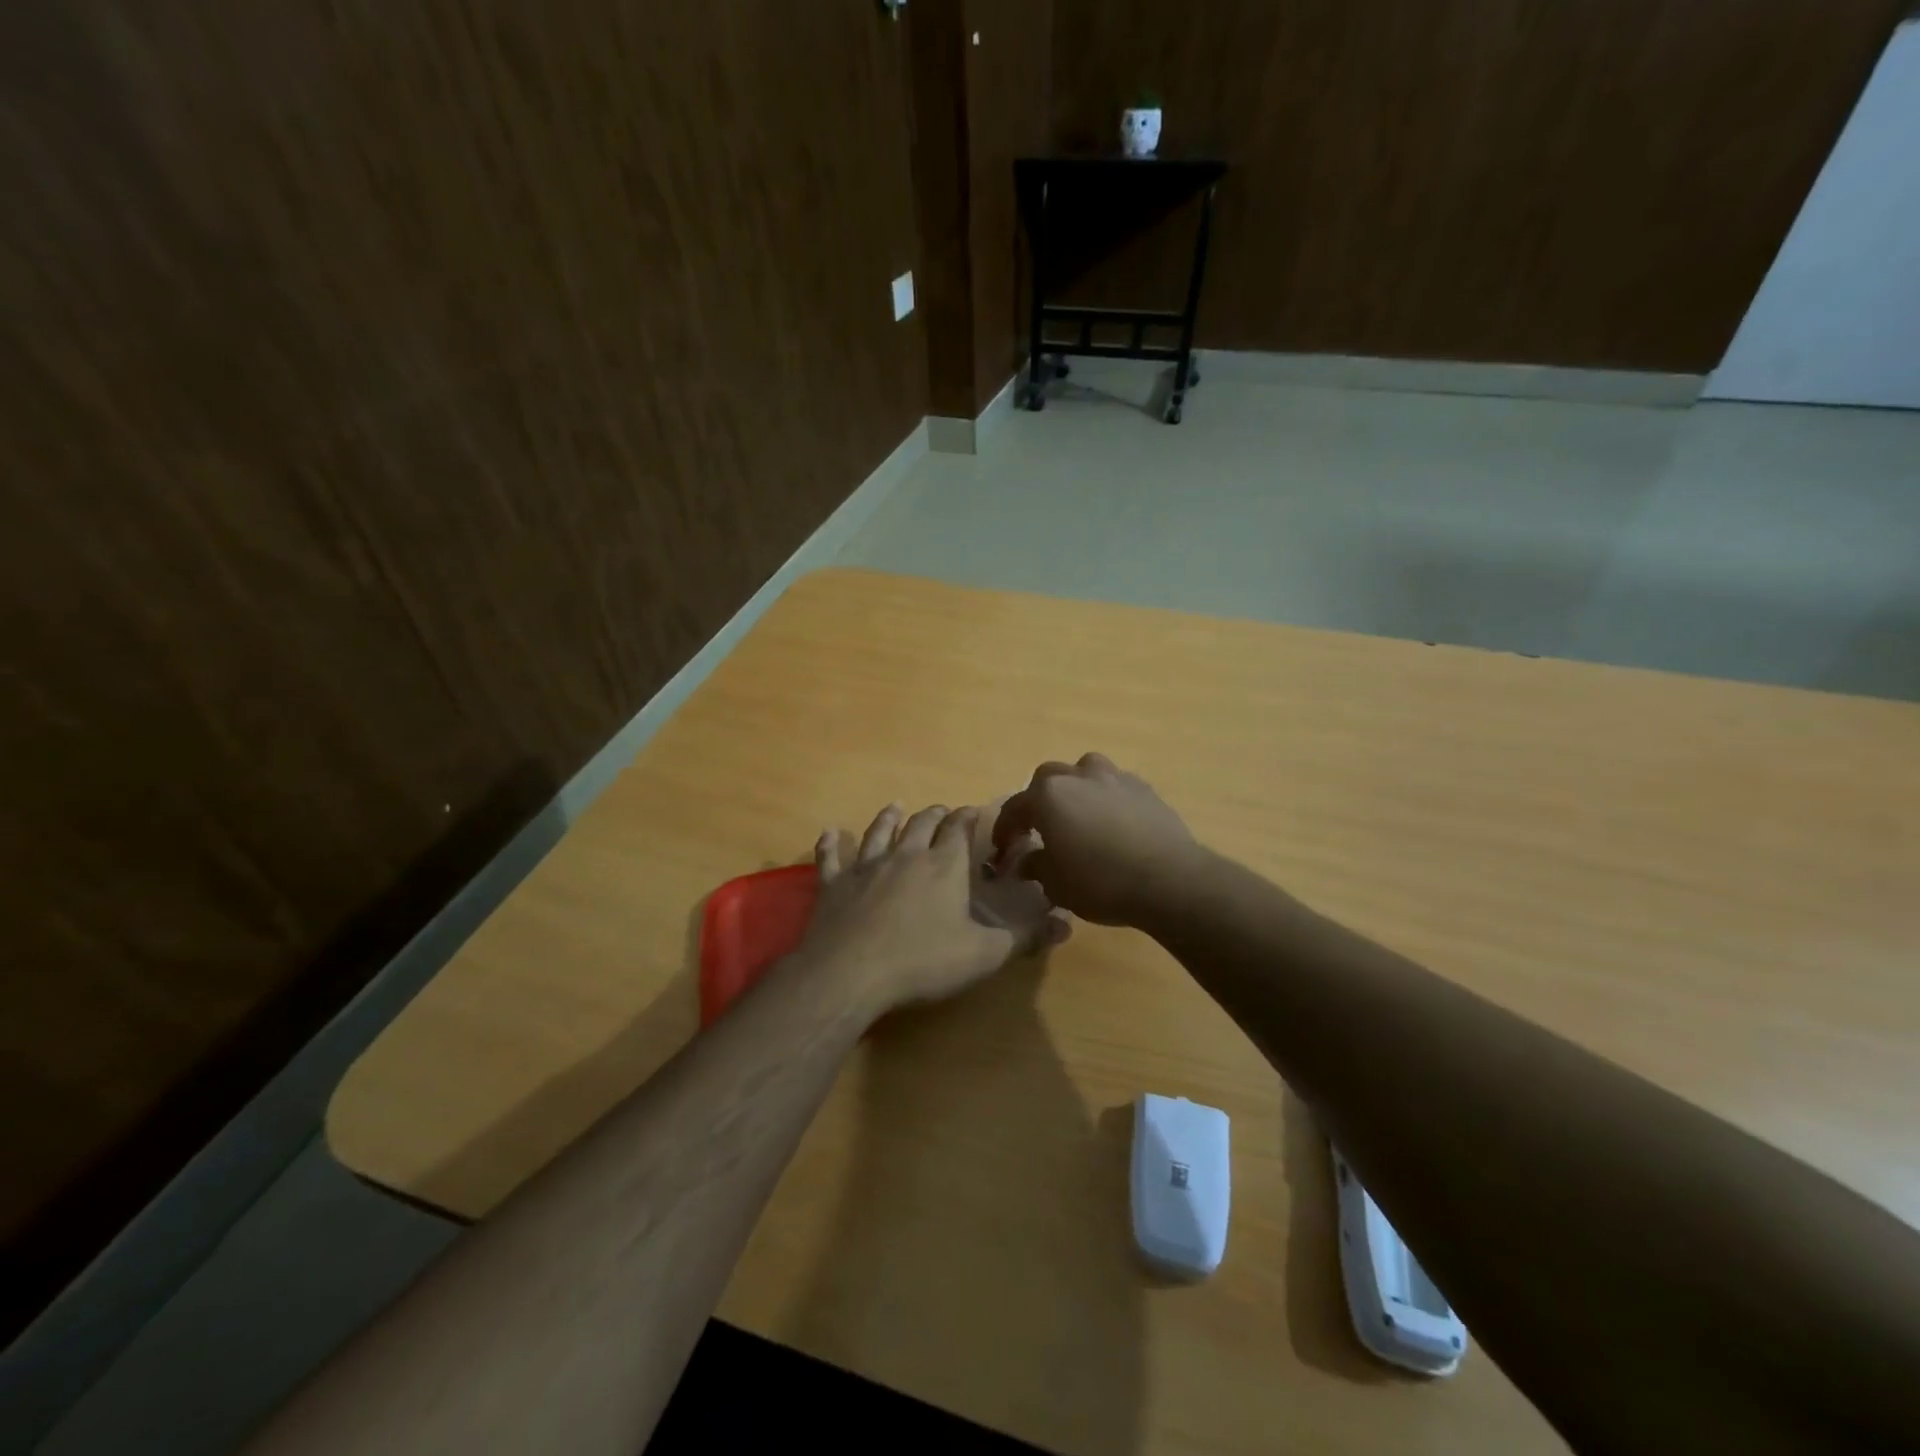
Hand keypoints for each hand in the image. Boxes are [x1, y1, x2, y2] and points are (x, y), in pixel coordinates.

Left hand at [801, 802, 1068, 1016]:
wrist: (850, 974)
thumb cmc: (922, 962)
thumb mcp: (984, 954)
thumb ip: (1024, 937)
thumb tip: (1065, 924)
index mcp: (943, 866)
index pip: (959, 829)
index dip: (968, 818)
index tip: (973, 811)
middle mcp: (905, 856)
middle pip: (921, 824)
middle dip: (934, 814)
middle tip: (941, 810)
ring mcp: (865, 867)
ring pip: (878, 832)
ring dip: (888, 818)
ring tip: (894, 807)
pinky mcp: (833, 885)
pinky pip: (831, 857)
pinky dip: (831, 844)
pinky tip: (830, 833)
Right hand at [992, 753, 1197, 925]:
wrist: (1169, 879)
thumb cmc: (1101, 882)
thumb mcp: (1057, 885)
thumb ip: (1036, 867)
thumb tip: (1027, 861)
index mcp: (1048, 796)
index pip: (1014, 808)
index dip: (1004, 830)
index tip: (1003, 850)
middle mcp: (1078, 776)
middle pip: (1047, 779)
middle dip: (1038, 801)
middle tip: (1040, 827)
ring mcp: (1114, 777)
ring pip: (1084, 772)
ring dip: (1075, 789)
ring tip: (1079, 816)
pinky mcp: (1144, 787)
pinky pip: (1114, 786)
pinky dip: (1106, 799)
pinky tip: (1112, 823)